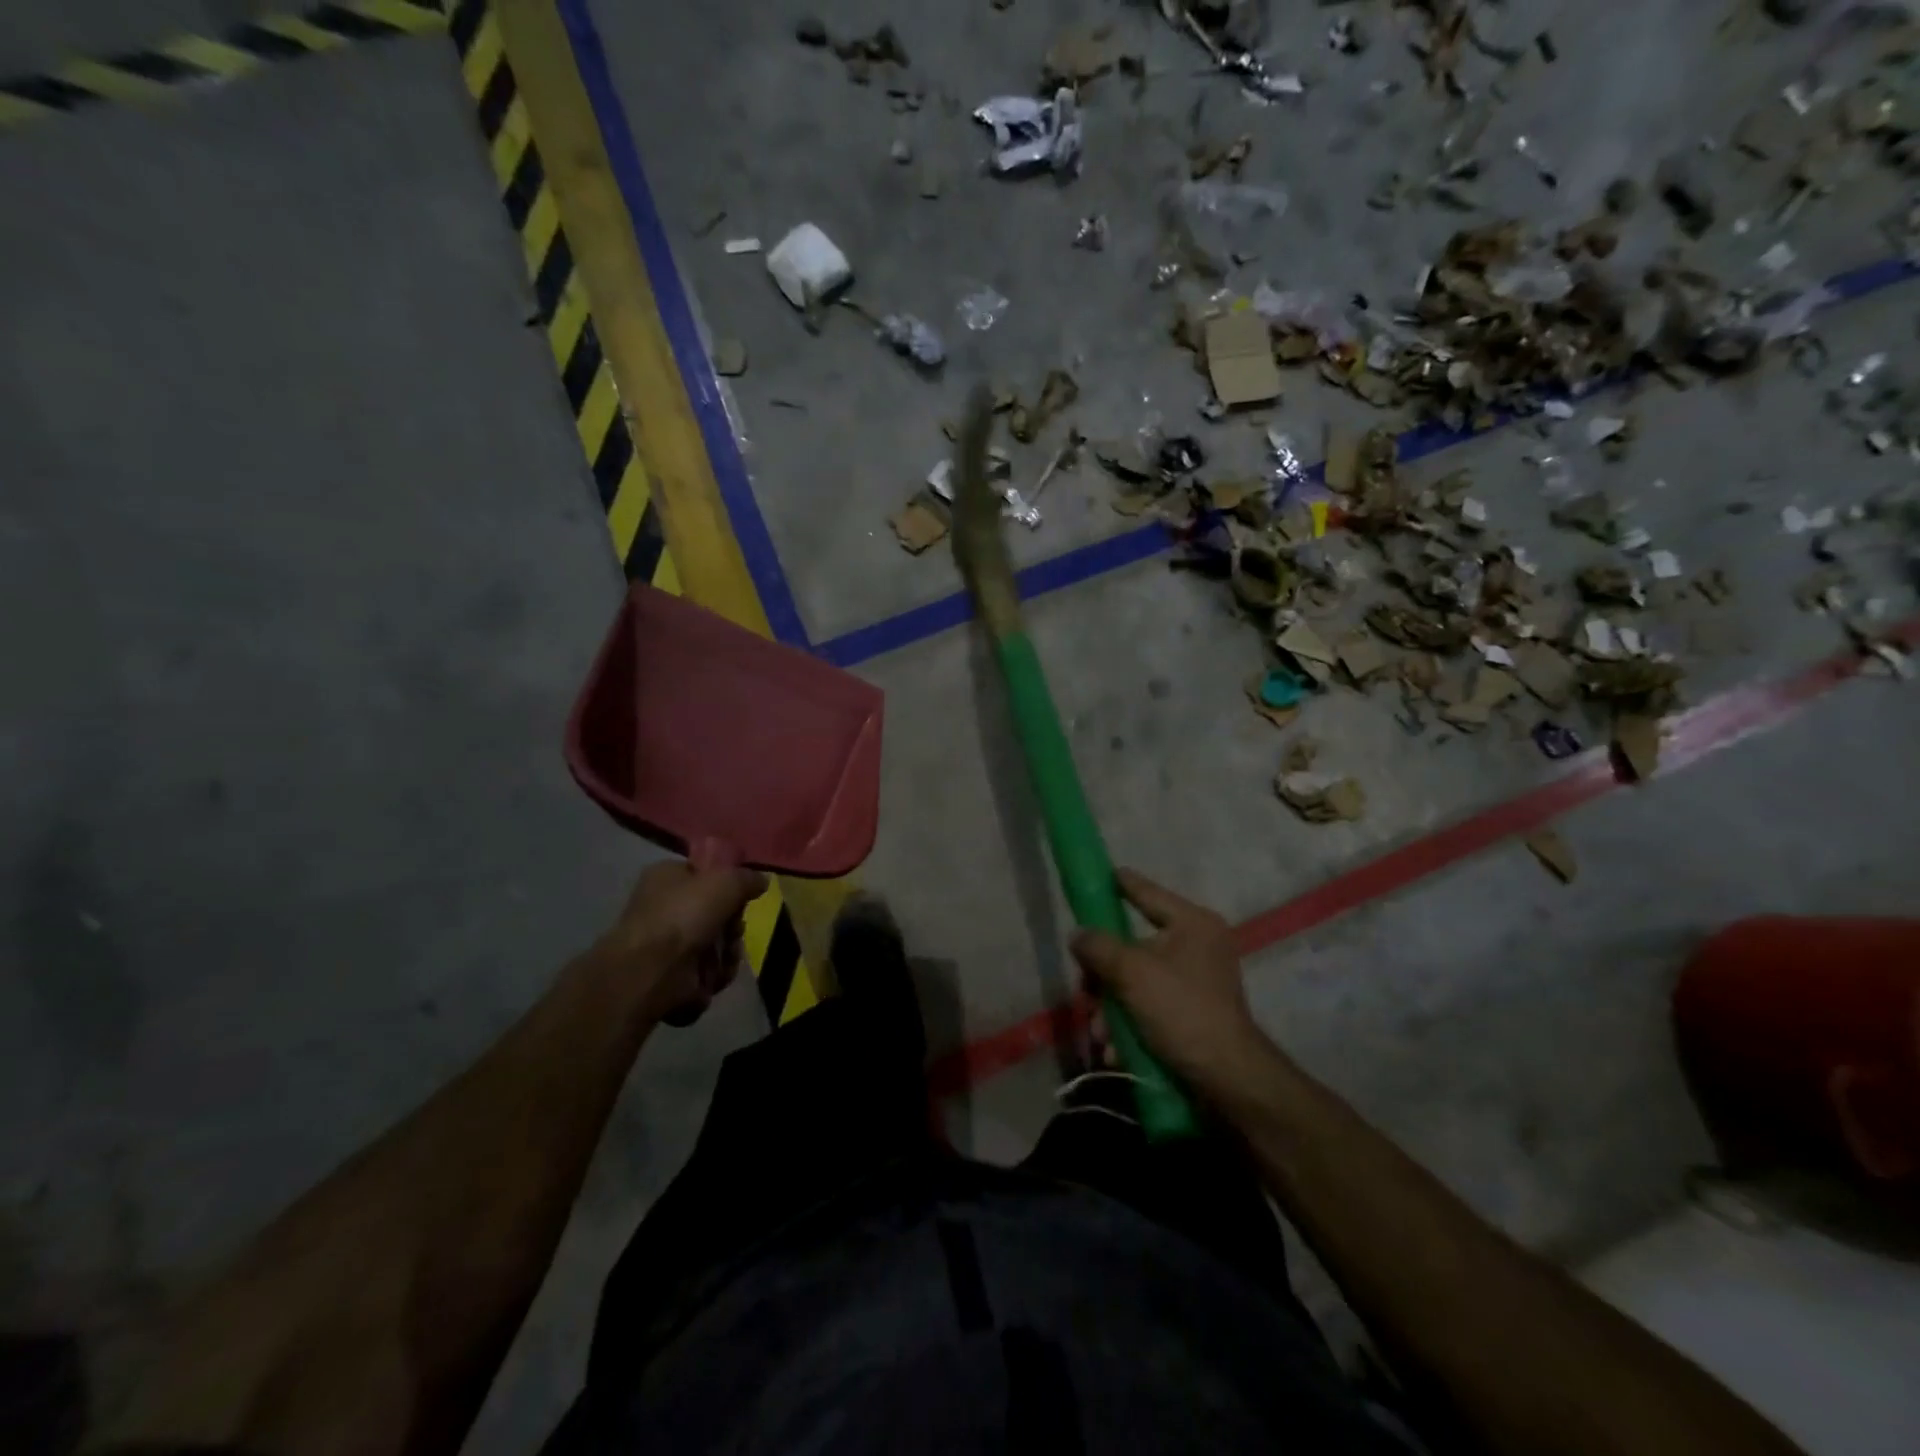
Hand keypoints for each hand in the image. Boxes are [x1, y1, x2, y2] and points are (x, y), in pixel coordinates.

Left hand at [598, 861, 768, 1024]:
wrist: (651, 970)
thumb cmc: (685, 914)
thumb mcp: (727, 881)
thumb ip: (748, 878)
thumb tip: (760, 882)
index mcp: (666, 877)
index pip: (704, 875)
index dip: (726, 886)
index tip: (740, 896)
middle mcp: (664, 908)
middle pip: (716, 914)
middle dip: (732, 927)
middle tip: (733, 931)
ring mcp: (666, 945)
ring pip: (716, 946)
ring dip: (727, 954)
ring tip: (724, 958)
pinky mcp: (672, 976)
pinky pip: (707, 973)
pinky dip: (713, 976)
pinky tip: (712, 977)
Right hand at [1069, 868, 1270, 1097]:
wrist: (1228, 1080)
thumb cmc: (1182, 1011)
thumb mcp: (1132, 973)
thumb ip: (1099, 947)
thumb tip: (1079, 935)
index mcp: (1192, 923)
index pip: (1147, 892)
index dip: (1120, 883)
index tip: (1099, 874)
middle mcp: (1198, 945)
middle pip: (1133, 946)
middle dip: (1104, 977)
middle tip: (1086, 994)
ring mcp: (1197, 981)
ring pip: (1136, 982)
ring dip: (1111, 1008)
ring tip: (1101, 1036)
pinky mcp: (1193, 1013)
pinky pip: (1150, 1007)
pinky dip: (1130, 1025)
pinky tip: (1116, 1050)